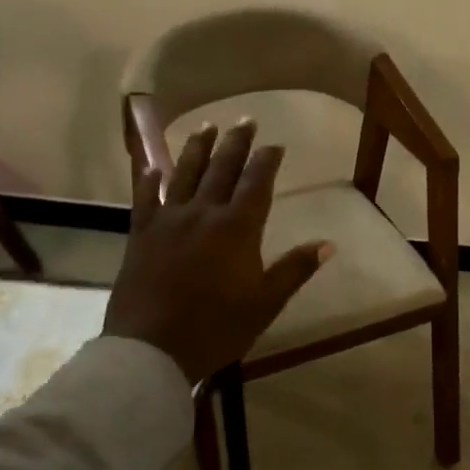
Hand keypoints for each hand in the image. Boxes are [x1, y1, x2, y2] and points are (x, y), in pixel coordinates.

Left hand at [104, 121, 331, 385]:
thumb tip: (328, 244)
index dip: (267, 160)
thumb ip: (295, 269)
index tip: (275, 144)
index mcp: (237, 228)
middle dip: (236, 143)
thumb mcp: (265, 303)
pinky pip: (146, 199)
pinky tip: (153, 167)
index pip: (256, 183)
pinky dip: (150, 180)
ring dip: (197, 148)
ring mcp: (169, 221)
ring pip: (185, 174)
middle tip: (245, 120)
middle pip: (222, 168)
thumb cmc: (216, 328)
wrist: (151, 349)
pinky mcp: (141, 234)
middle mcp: (204, 213)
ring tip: (207, 126)